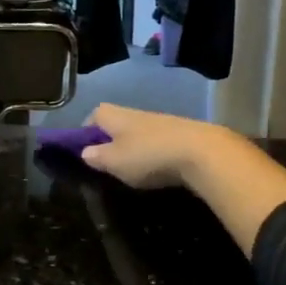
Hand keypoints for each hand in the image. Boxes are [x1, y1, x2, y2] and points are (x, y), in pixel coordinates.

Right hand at [79, 102, 242, 189]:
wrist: (201, 152)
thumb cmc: (148, 155)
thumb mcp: (114, 161)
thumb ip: (97, 157)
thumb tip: (85, 152)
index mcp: (114, 116)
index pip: (93, 115)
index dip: (86, 132)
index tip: (84, 151)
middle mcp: (135, 113)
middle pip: (116, 123)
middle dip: (110, 141)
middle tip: (108, 165)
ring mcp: (160, 122)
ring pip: (137, 133)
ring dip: (133, 148)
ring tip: (132, 171)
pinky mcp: (180, 133)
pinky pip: (157, 142)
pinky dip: (153, 153)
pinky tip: (157, 169)